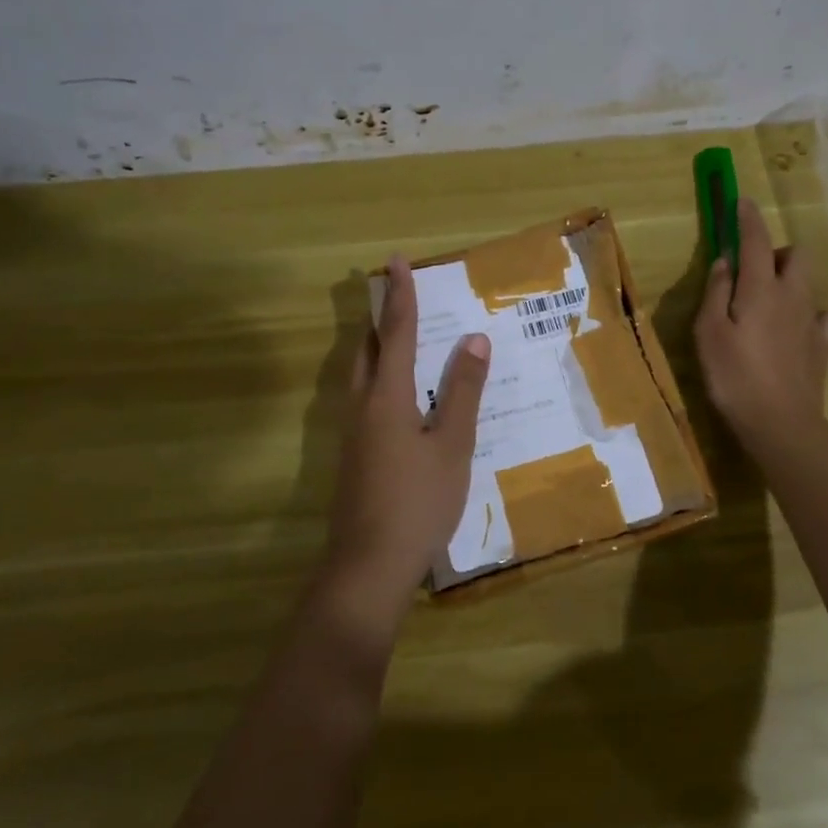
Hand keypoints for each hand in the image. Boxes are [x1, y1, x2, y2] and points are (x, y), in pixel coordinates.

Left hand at [325, 255, 491, 614]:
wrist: (368, 566)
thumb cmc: (418, 502)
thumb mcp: (452, 445)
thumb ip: (462, 391)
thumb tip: (473, 339)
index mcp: (387, 397)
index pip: (396, 332)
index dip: (400, 295)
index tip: (395, 260)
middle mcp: (362, 406)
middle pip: (368, 349)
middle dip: (381, 318)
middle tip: (397, 295)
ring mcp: (353, 434)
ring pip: (362, 376)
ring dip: (379, 348)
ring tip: (401, 338)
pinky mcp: (355, 457)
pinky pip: (366, 400)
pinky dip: (382, 379)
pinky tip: (403, 399)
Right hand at [695, 199, 827, 456]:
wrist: (781, 423)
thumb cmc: (734, 376)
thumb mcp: (709, 332)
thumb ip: (716, 291)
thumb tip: (725, 260)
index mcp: (761, 289)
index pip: (756, 240)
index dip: (747, 218)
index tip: (741, 202)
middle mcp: (792, 296)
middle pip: (796, 255)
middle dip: (775, 251)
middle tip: (750, 271)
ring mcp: (813, 321)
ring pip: (809, 282)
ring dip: (790, 280)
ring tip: (768, 301)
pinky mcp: (824, 346)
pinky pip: (824, 317)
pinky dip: (810, 314)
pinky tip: (796, 328)